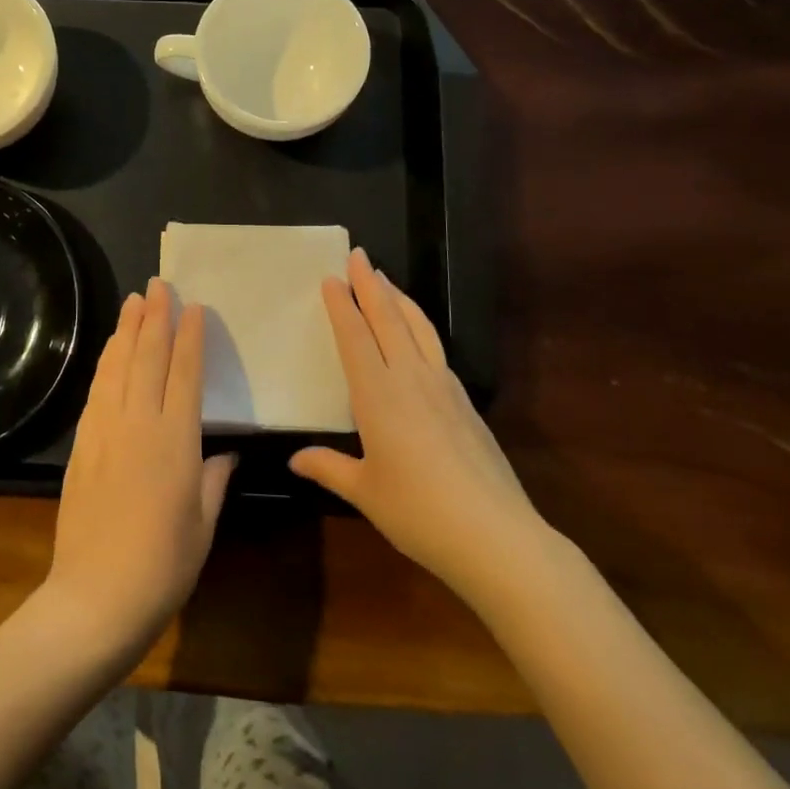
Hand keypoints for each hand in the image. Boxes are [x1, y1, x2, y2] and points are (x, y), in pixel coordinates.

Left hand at [43, 279, 235, 656]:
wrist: (94, 599)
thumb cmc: (163, 566)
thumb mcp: (203, 525)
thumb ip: (215, 479)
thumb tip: (226, 451)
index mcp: (176, 441)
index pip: (185, 373)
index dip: (190, 337)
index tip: (193, 307)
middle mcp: (139, 424)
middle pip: (148, 357)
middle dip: (155, 318)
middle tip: (158, 284)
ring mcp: (105, 431)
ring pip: (118, 367)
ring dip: (126, 330)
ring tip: (132, 301)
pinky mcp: (82, 445)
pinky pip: (97, 391)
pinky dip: (105, 363)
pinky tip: (110, 351)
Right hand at [290, 249, 540, 597]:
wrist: (494, 534)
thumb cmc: (417, 511)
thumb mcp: (365, 492)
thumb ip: (329, 468)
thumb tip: (295, 460)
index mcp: (378, 395)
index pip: (355, 337)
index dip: (342, 306)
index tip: (331, 278)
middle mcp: (410, 378)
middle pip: (387, 319)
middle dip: (370, 284)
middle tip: (358, 254)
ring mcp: (443, 387)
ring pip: (417, 327)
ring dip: (398, 298)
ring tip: (385, 279)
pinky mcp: (465, 402)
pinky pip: (436, 348)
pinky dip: (420, 326)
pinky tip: (418, 332)